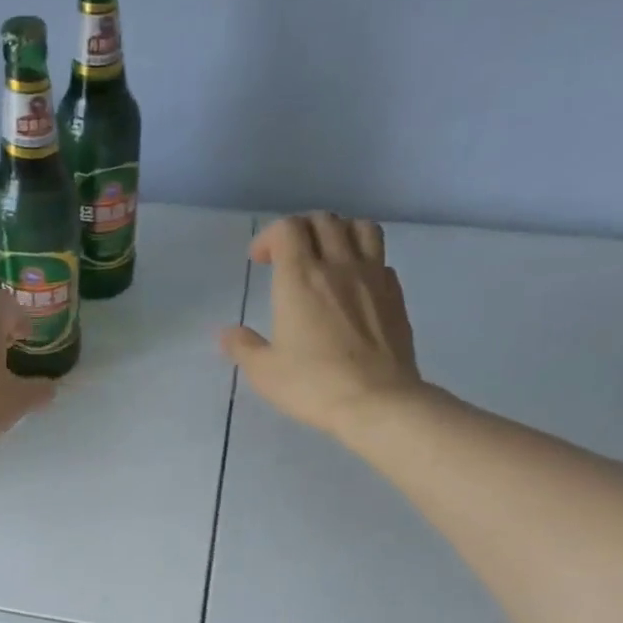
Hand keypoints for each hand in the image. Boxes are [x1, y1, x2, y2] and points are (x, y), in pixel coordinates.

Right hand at [221, 213, 425, 437]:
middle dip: (301, 229)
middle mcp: (338, 266)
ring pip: (361, 228)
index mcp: (300, 278)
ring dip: (340, 232)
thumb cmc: (312, 385)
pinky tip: (355, 285)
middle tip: (288, 255)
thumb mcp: (264, 371)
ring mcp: (373, 277)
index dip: (269, 236)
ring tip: (328, 255)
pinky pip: (381, 259)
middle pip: (323, 220)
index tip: (259, 261)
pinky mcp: (395, 295)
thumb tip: (227, 334)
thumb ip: (243, 346)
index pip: (287, 228)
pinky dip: (365, 260)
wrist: (376, 401)